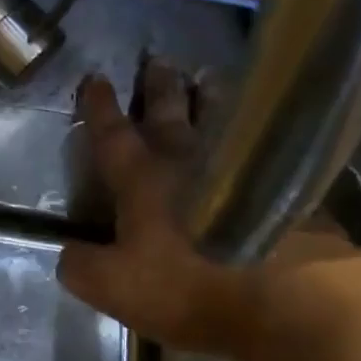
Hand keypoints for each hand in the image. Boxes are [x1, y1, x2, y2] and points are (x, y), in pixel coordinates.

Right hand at [56, 62, 357, 357]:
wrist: (293, 300)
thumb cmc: (191, 286)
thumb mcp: (115, 288)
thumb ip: (82, 267)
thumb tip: (67, 252)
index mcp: (144, 180)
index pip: (113, 135)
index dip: (100, 108)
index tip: (95, 77)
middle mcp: (191, 164)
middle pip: (172, 114)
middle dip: (160, 87)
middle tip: (159, 60)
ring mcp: (245, 170)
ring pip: (224, 120)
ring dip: (212, 98)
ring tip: (211, 77)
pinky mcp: (289, 190)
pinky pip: (264, 149)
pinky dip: (256, 136)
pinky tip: (264, 140)